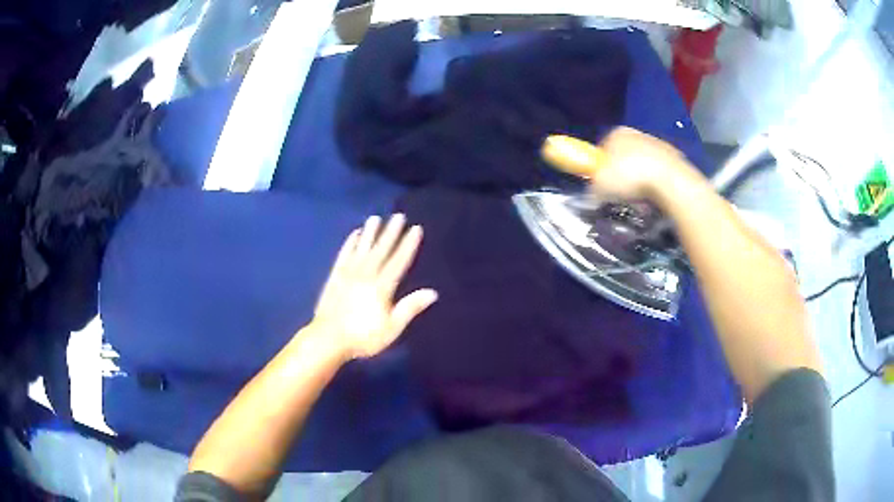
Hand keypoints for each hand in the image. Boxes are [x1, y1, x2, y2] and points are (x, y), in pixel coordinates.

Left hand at [309, 214, 437, 360]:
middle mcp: (366, 274)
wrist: (328, 338)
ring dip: (370, 233)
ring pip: (362, 248)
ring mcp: (348, 273)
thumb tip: (432, 292)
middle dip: (391, 232)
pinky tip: (355, 234)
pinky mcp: (335, 276)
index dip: (408, 244)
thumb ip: (410, 308)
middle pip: (381, 250)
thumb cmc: (363, 337)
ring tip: (376, 218)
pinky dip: (350, 243)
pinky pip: (344, 254)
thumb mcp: (392, 327)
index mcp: (382, 286)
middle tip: (398, 216)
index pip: (398, 261)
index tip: (415, 228)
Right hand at [591, 127, 693, 201]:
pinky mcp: (674, 158)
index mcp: (616, 133)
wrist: (668, 180)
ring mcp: (657, 144)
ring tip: (639, 200)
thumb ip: (593, 187)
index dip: (601, 169)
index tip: (602, 185)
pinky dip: (655, 185)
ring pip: (642, 166)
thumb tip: (594, 193)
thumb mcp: (600, 185)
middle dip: (622, 176)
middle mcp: (636, 133)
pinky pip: (659, 174)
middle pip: (623, 157)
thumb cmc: (630, 176)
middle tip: (621, 194)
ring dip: (639, 182)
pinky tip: (654, 197)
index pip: (602, 149)